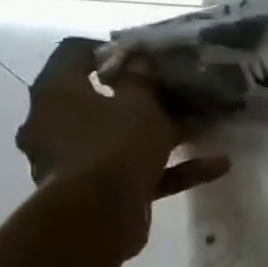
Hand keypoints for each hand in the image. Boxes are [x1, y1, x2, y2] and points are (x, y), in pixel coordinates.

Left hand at [16, 39, 229, 250]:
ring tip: (202, 132)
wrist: (95, 217)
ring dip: (160, 137)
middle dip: (141, 99)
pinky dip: (168, 170)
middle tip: (175, 95)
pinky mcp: (91, 191)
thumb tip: (137, 63)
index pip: (75, 52)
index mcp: (56, 92)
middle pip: (98, 99)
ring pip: (119, 139)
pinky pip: (134, 172)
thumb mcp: (140, 105)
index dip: (112, 49)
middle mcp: (53, 122)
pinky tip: (214, 167)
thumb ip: (142, 81)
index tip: (146, 58)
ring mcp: (70, 160)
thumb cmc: (114, 146)